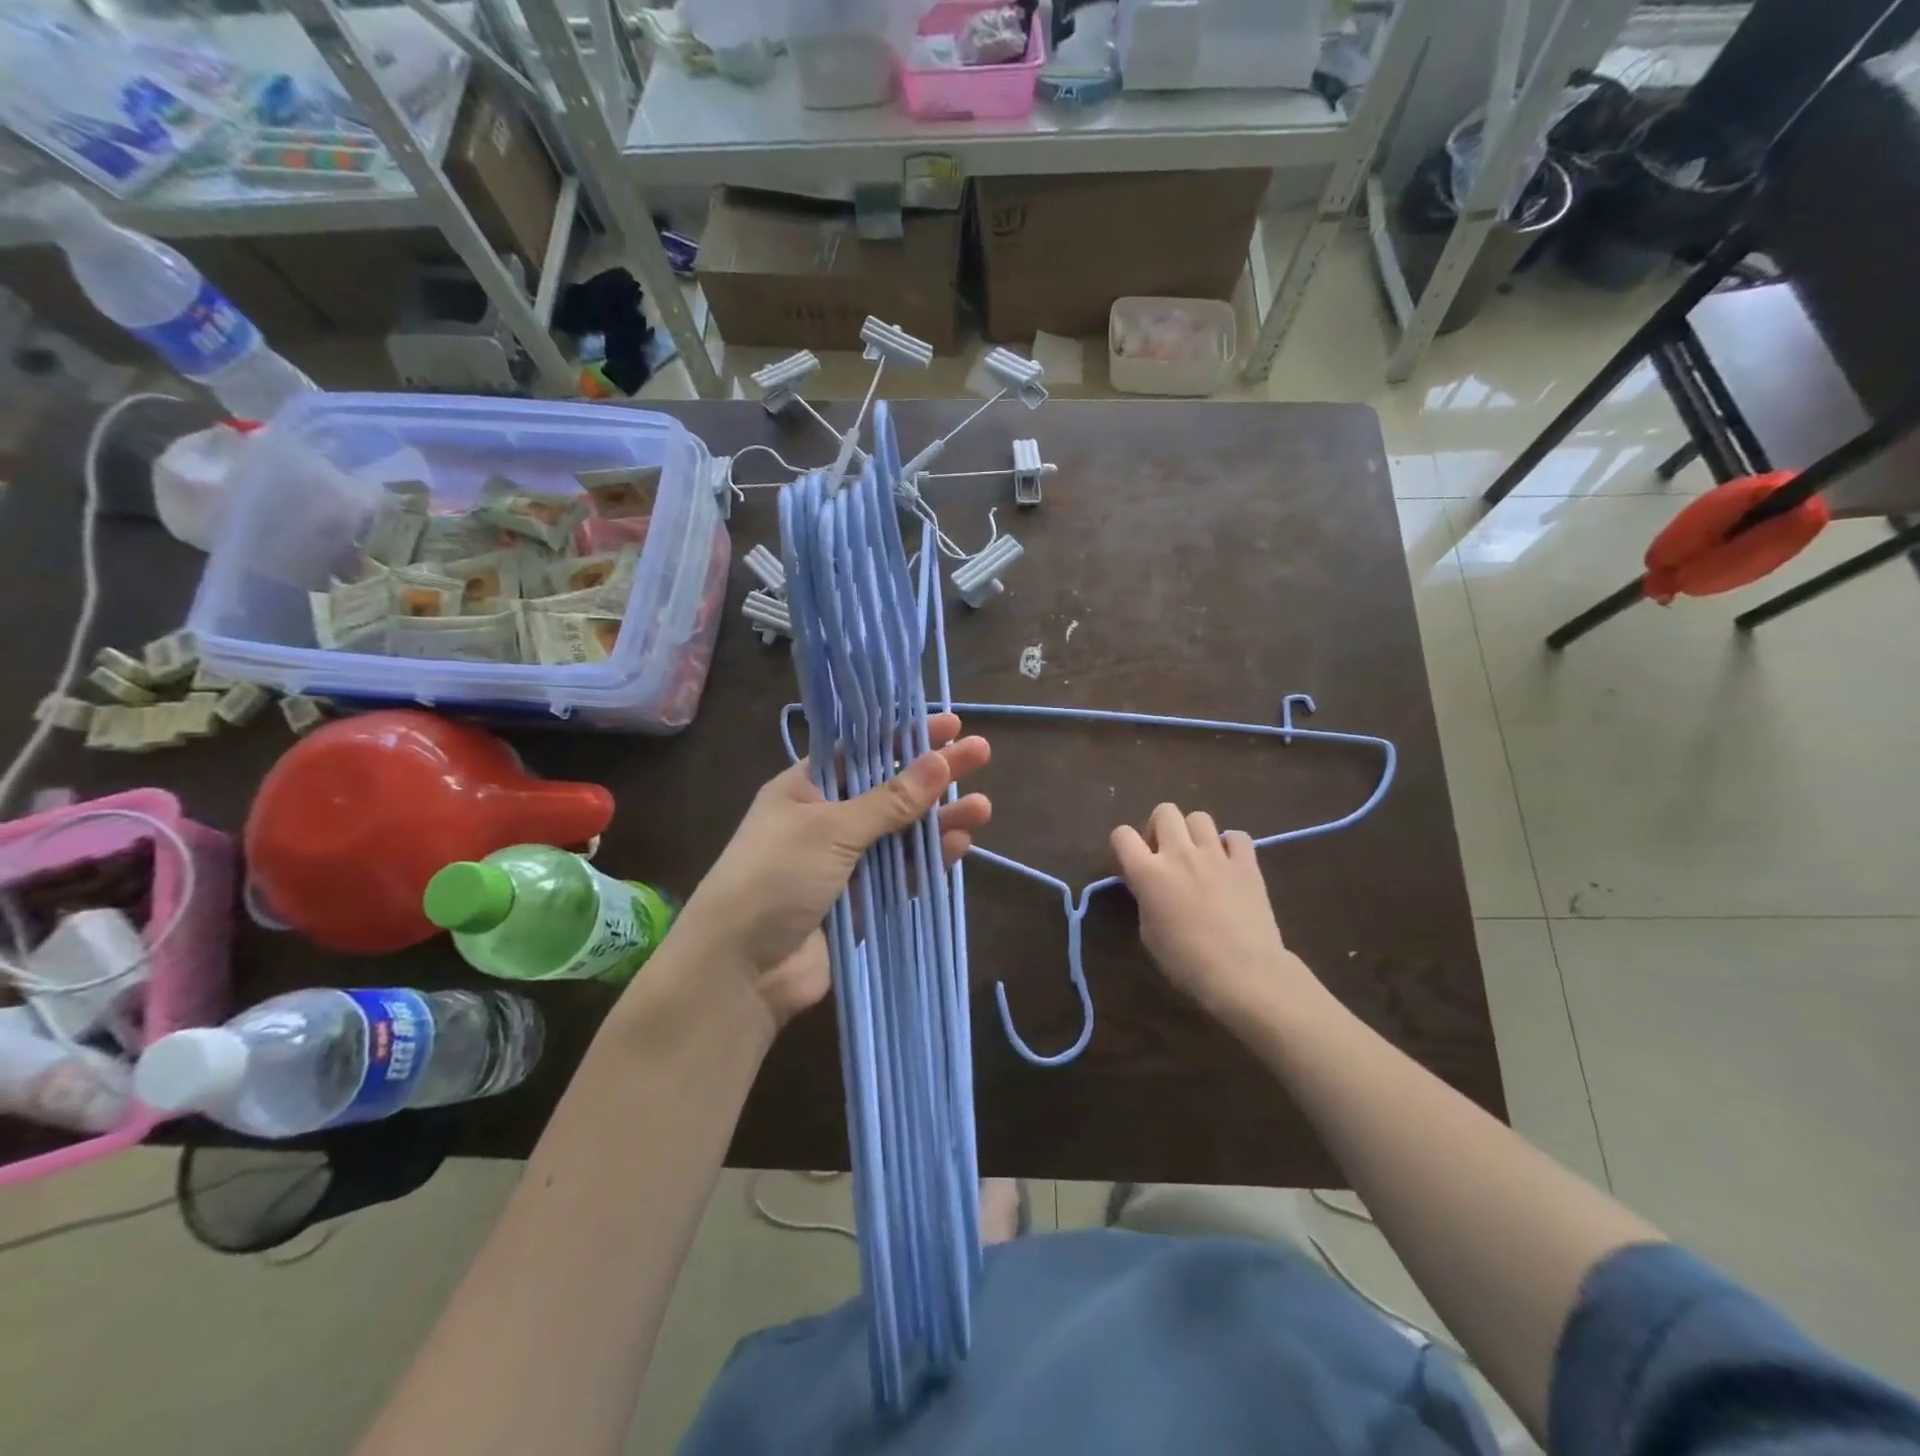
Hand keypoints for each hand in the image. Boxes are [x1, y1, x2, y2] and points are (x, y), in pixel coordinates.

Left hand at [674, 713, 990, 1026]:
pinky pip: (903, 872)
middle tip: (981, 753)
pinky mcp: (862, 902)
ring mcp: (846, 863)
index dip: (904, 736)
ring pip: (903, 833)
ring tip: (983, 806)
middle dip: (934, 774)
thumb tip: (939, 761)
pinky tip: (960, 844)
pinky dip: (929, 858)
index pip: (862, 751)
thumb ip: (889, 800)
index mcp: (806, 788)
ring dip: (940, 818)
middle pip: (890, 789)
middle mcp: (827, 820)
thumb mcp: (831, 828)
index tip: (949, 724)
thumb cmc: (776, 877)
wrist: (741, 969)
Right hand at [1111, 803, 1306, 1026]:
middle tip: (1165, 853)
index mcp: (1148, 872)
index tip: (1131, 861)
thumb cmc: (1187, 962)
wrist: (1244, 973)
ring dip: (1194, 833)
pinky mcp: (1247, 863)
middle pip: (1164, 812)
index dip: (1123, 844)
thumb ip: (1146, 900)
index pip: (1122, 835)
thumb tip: (1152, 888)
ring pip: (1199, 817)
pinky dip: (1231, 845)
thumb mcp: (1149, 934)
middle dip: (1160, 827)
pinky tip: (1229, 864)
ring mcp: (1215, 855)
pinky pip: (1236, 836)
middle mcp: (1179, 854)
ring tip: (1199, 857)